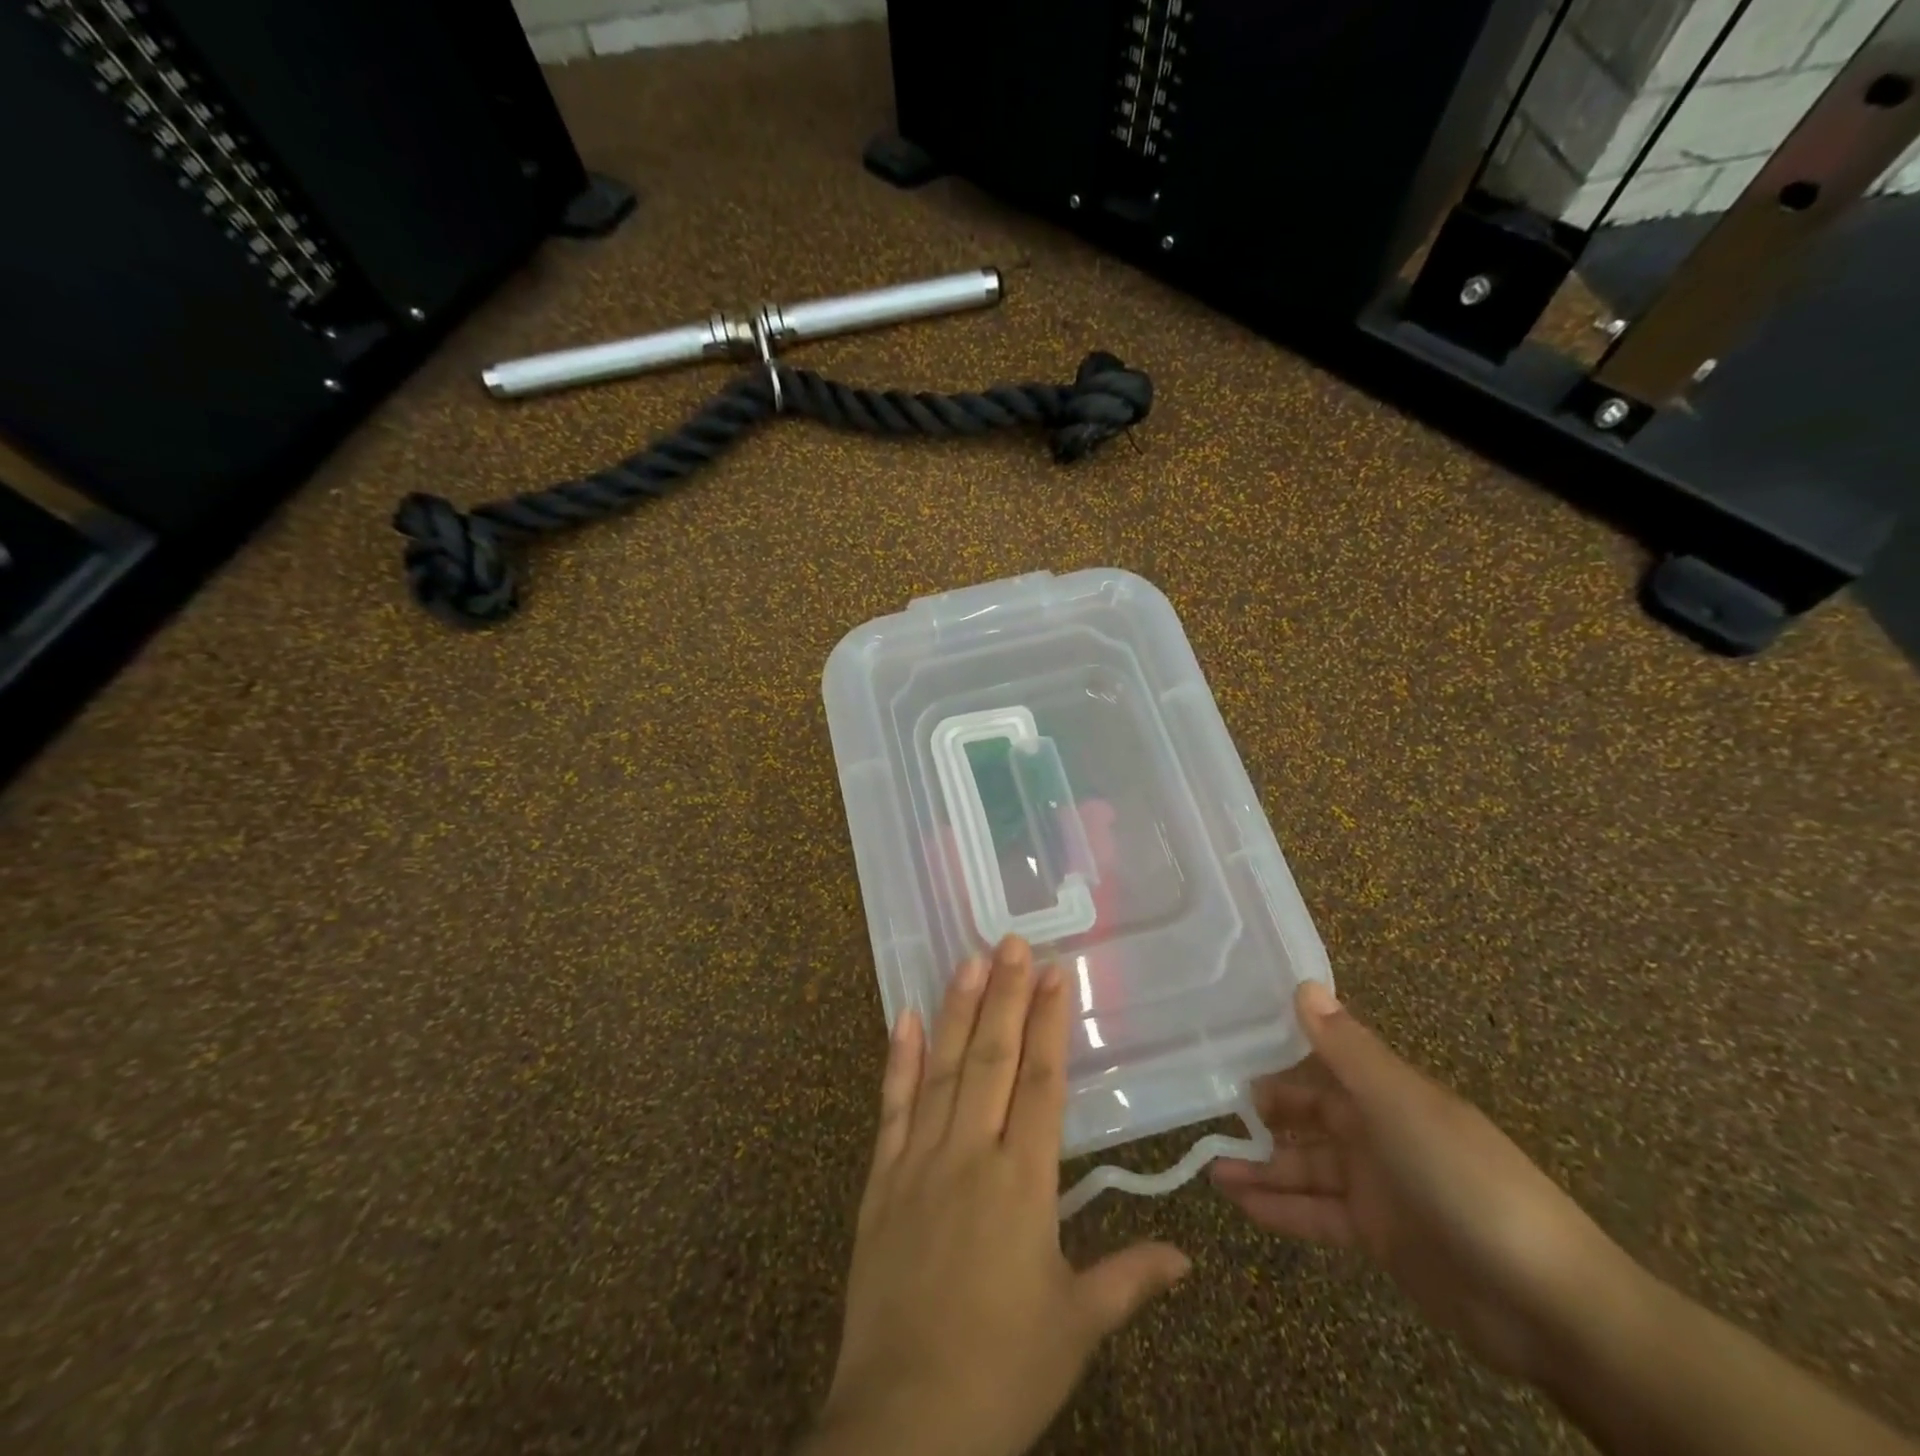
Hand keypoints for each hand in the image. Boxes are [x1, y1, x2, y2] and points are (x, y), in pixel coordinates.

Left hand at [803, 937, 1189, 1455]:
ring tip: (970, 959)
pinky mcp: (881, 1179)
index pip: (1041, 1082)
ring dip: (958, 1010)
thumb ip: (1129, 1280)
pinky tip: (905, 1017)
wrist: (903, 1421)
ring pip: (943, 1068)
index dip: (1050, 1023)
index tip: (1056, 973)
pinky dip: (899, 1059)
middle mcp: (970, 1154)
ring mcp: (919, 1161)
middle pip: (993, 1058)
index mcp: (1022, 1183)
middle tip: (1013, 941)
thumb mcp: (1076, 1328)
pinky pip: (891, 1107)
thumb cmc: (1002, 1370)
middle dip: (1006, 995)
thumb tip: (1186, 1255)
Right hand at [1211, 982, 1642, 1383]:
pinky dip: (1280, 1208)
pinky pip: (1317, 1213)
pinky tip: (1240, 1204)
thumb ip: (1347, 1049)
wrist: (1549, 1304)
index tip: (1225, 1058)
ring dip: (1261, 1167)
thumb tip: (1304, 984)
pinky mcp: (1378, 1237)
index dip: (1275, 1061)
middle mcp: (1378, 1133)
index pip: (1320, 1067)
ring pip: (1305, 1168)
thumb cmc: (1466, 1181)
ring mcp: (1379, 1188)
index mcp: (1387, 1095)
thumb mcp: (1400, 1106)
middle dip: (1262, 1117)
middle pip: (1308, 1118)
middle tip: (1207, 1114)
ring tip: (1209, 1166)